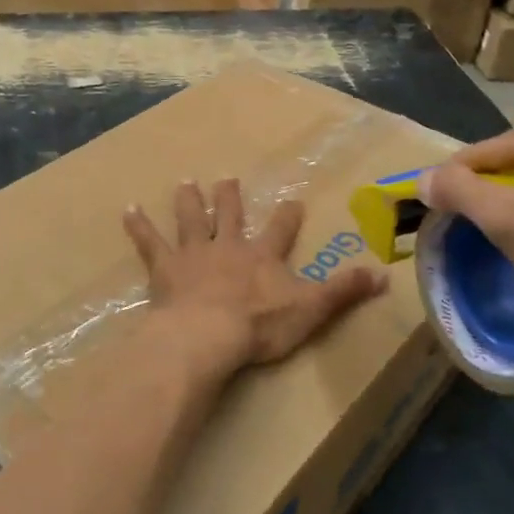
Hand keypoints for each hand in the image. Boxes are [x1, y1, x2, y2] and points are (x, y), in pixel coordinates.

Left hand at [124, 180, 385, 376]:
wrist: (207, 334)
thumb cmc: (259, 326)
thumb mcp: (311, 310)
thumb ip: (343, 292)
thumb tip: (385, 276)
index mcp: (262, 256)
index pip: (281, 230)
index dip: (288, 216)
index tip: (293, 200)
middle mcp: (228, 246)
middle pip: (230, 216)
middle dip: (230, 198)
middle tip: (227, 178)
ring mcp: (194, 254)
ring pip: (192, 220)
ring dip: (189, 201)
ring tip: (185, 181)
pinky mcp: (166, 268)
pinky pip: (150, 242)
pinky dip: (139, 226)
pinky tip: (128, 209)